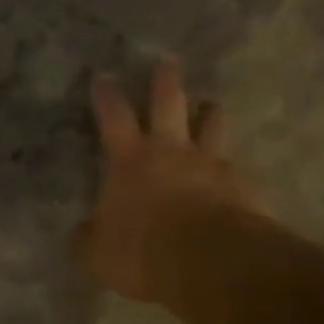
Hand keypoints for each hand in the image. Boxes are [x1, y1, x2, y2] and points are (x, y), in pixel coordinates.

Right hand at [77, 59, 252, 302]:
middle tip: (167, 62)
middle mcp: (171, 151)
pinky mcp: (241, 186)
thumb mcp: (97, 253)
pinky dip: (230, 165)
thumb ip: (88, 238)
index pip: (114, 116)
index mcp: (129, 160)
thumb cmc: (141, 250)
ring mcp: (210, 165)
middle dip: (165, 81)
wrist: (209, 261)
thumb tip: (82, 232)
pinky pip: (235, 167)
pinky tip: (232, 171)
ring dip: (209, 112)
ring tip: (210, 106)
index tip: (104, 76)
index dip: (107, 96)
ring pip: (212, 124)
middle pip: (169, 103)